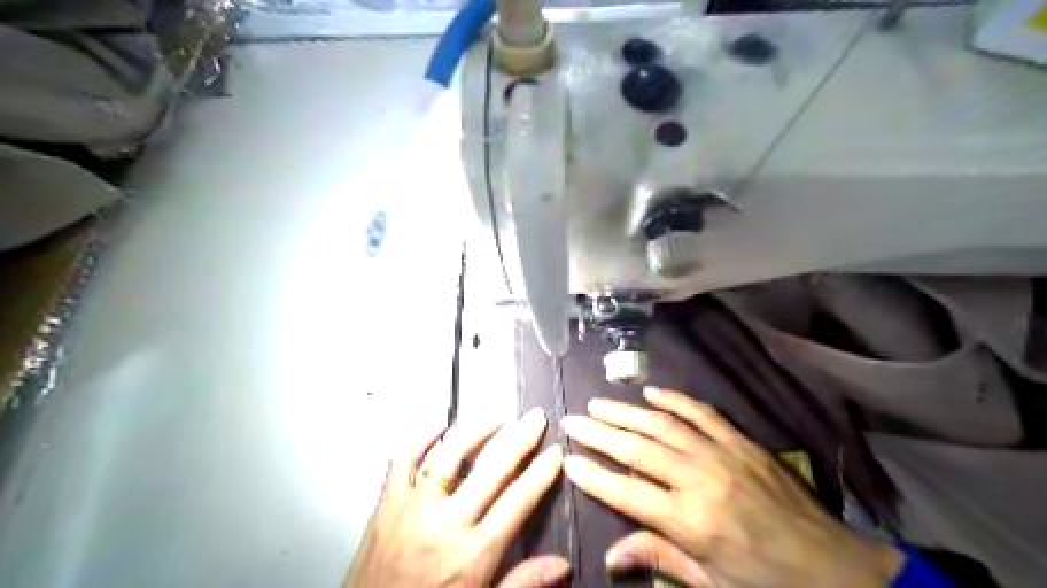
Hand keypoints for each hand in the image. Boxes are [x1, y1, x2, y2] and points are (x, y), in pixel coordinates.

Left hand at [347, 410, 569, 587]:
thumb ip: (522, 583)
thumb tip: (562, 565)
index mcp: (473, 553)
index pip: (518, 501)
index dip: (541, 473)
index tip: (556, 451)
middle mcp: (445, 524)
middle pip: (491, 470)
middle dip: (519, 439)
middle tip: (536, 417)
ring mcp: (413, 509)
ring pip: (449, 456)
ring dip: (476, 430)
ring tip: (496, 416)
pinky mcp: (386, 505)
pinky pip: (403, 461)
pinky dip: (420, 439)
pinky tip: (438, 425)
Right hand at [561, 389, 903, 584]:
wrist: (835, 567)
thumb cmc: (767, 583)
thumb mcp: (711, 585)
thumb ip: (660, 559)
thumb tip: (611, 554)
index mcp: (690, 522)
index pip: (626, 492)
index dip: (593, 475)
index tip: (567, 459)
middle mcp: (700, 480)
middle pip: (637, 449)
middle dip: (599, 433)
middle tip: (572, 419)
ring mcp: (722, 454)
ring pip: (663, 424)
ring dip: (627, 412)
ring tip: (599, 403)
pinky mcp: (742, 442)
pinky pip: (701, 413)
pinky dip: (675, 400)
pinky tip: (652, 391)